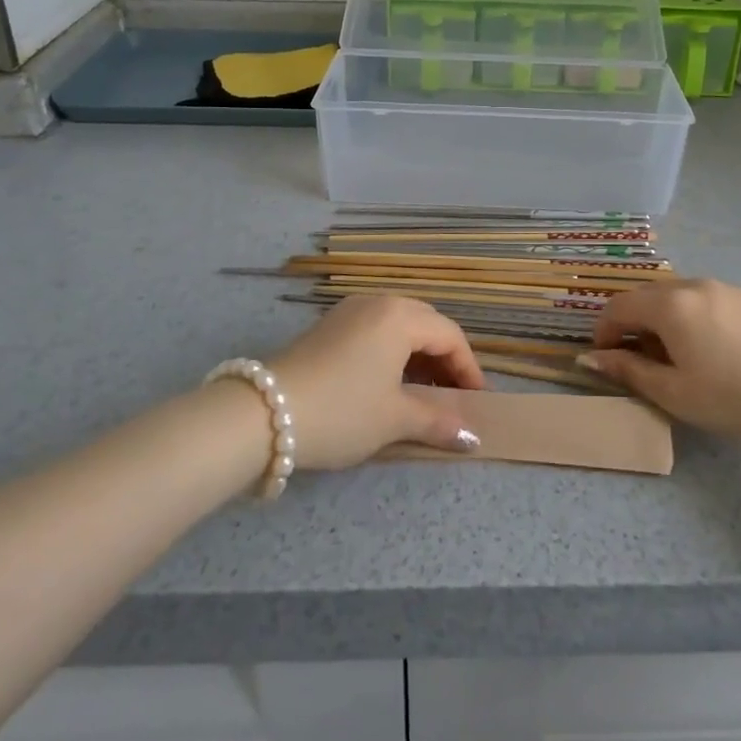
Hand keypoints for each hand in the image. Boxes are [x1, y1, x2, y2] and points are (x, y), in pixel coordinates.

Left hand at [267, 297, 486, 468]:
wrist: (262, 414)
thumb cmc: (342, 411)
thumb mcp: (394, 419)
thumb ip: (438, 421)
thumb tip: (472, 437)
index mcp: (400, 317)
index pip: (450, 336)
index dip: (469, 369)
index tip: (478, 402)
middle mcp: (377, 303)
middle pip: (426, 324)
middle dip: (444, 359)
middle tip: (452, 395)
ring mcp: (348, 311)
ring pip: (398, 326)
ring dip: (417, 356)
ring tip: (422, 393)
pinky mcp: (327, 327)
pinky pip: (374, 331)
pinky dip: (391, 353)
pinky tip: (387, 384)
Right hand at [577, 279, 740, 446]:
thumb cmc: (730, 398)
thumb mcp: (671, 392)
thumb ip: (628, 370)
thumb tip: (589, 358)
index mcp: (670, 305)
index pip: (620, 306)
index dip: (605, 330)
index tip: (606, 358)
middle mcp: (695, 285)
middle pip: (648, 295)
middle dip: (633, 322)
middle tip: (637, 357)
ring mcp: (726, 288)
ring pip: (679, 294)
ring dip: (663, 317)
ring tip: (675, 353)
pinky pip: (708, 299)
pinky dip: (693, 315)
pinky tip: (711, 347)